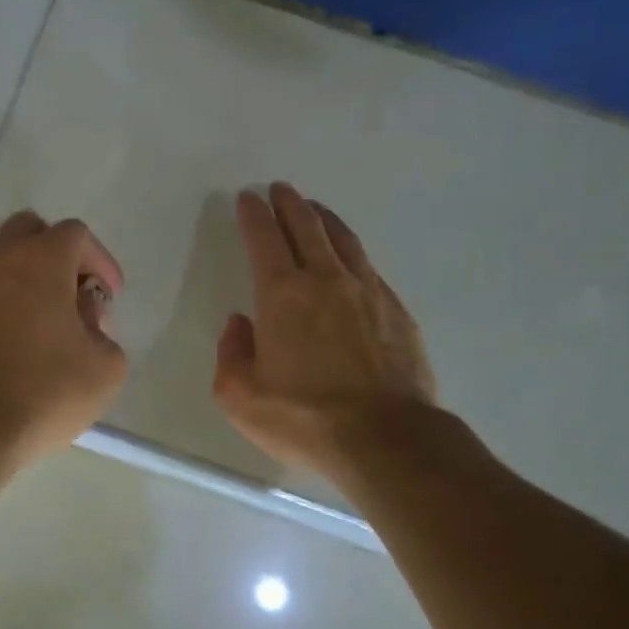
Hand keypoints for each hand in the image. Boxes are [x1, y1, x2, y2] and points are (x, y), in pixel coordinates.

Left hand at [0, 211, 127, 470]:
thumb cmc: (44, 392)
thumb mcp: (106, 368)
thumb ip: (105, 333)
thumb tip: (82, 321)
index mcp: (39, 261)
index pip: (75, 235)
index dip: (101, 261)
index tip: (110, 296)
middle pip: (30, 231)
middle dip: (59, 254)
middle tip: (77, 294)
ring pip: (3, 261)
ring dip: (31, 278)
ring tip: (52, 324)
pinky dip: (7, 302)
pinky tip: (21, 344)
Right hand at [214, 183, 435, 477]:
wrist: (386, 439)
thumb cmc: (304, 419)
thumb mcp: (241, 397)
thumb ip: (231, 354)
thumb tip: (240, 324)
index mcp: (282, 295)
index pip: (264, 239)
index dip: (254, 214)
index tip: (248, 198)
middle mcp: (326, 281)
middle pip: (307, 227)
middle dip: (289, 204)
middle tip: (280, 189)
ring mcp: (368, 292)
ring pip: (343, 240)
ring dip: (324, 219)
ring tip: (315, 210)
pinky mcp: (397, 311)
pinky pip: (369, 268)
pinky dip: (352, 253)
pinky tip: (351, 259)